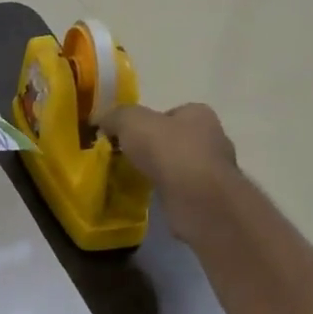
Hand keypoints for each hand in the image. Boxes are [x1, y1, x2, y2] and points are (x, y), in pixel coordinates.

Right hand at [100, 103, 239, 242]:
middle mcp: (213, 139)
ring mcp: (213, 172)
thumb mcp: (131, 122)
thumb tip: (99, 118)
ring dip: (160, 172)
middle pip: (176, 139)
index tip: (127, 136)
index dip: (148, 122)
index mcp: (199, 115)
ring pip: (179, 166)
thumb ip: (115, 116)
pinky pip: (181, 190)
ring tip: (134, 179)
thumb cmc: (169, 151)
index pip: (171, 113)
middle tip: (128, 157)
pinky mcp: (209, 199)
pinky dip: (166, 193)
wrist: (198, 200)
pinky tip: (150, 197)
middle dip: (154, 148)